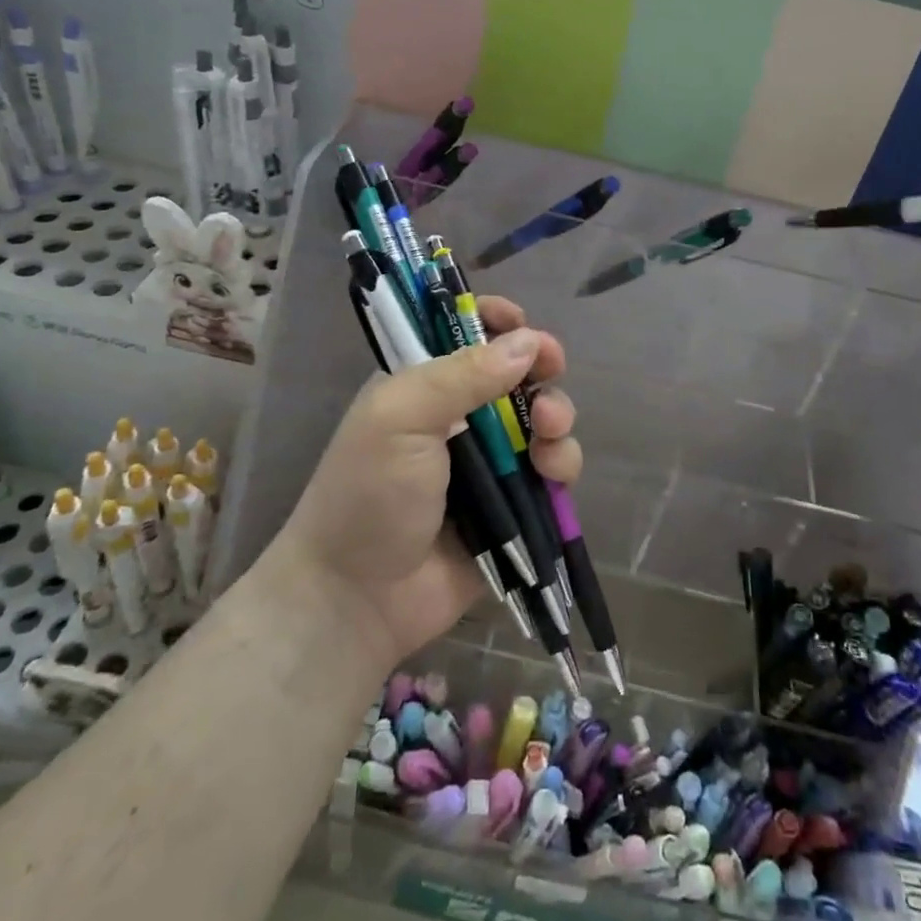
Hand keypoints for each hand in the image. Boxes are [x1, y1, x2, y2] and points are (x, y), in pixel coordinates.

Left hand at [278, 296, 580, 668]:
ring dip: (556, 414)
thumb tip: (528, 340)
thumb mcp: (401, 417)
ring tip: (548, 430)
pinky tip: (552, 472)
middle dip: (540, 366)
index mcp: (424, 384)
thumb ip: (463, 374)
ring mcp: (491, 462)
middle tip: (551, 369)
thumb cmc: (368, 494)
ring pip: (543, 419)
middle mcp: (461, 416)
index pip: (465, 334)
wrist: (358, 599)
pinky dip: (561, 463)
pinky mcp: (515, 504)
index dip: (496, 321)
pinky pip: (552, 470)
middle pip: (517, 372)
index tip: (520, 321)